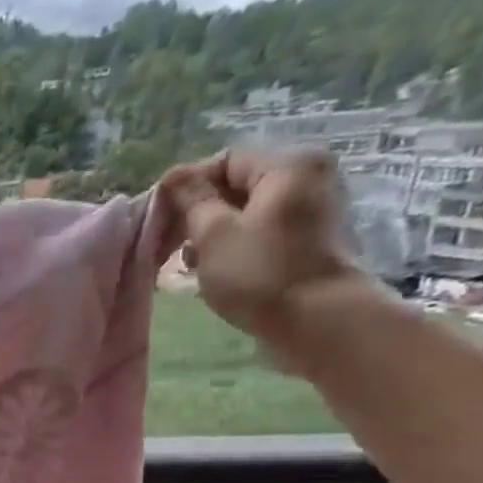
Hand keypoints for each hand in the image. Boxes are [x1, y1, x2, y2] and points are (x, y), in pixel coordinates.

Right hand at [158, 149, 367, 347]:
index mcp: (288, 166)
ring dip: (215, 235)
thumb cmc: (259, 272)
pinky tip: (219, 272)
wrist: (318, 321)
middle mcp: (307, 179)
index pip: (226, 161)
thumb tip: (174, 176)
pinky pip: (264, 233)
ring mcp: (313, 212)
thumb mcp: (213, 234)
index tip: (163, 219)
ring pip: (249, 212)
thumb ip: (191, 200)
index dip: (189, 187)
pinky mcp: (310, 242)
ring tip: (194, 265)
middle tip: (175, 247)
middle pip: (239, 186)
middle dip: (201, 214)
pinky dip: (237, 247)